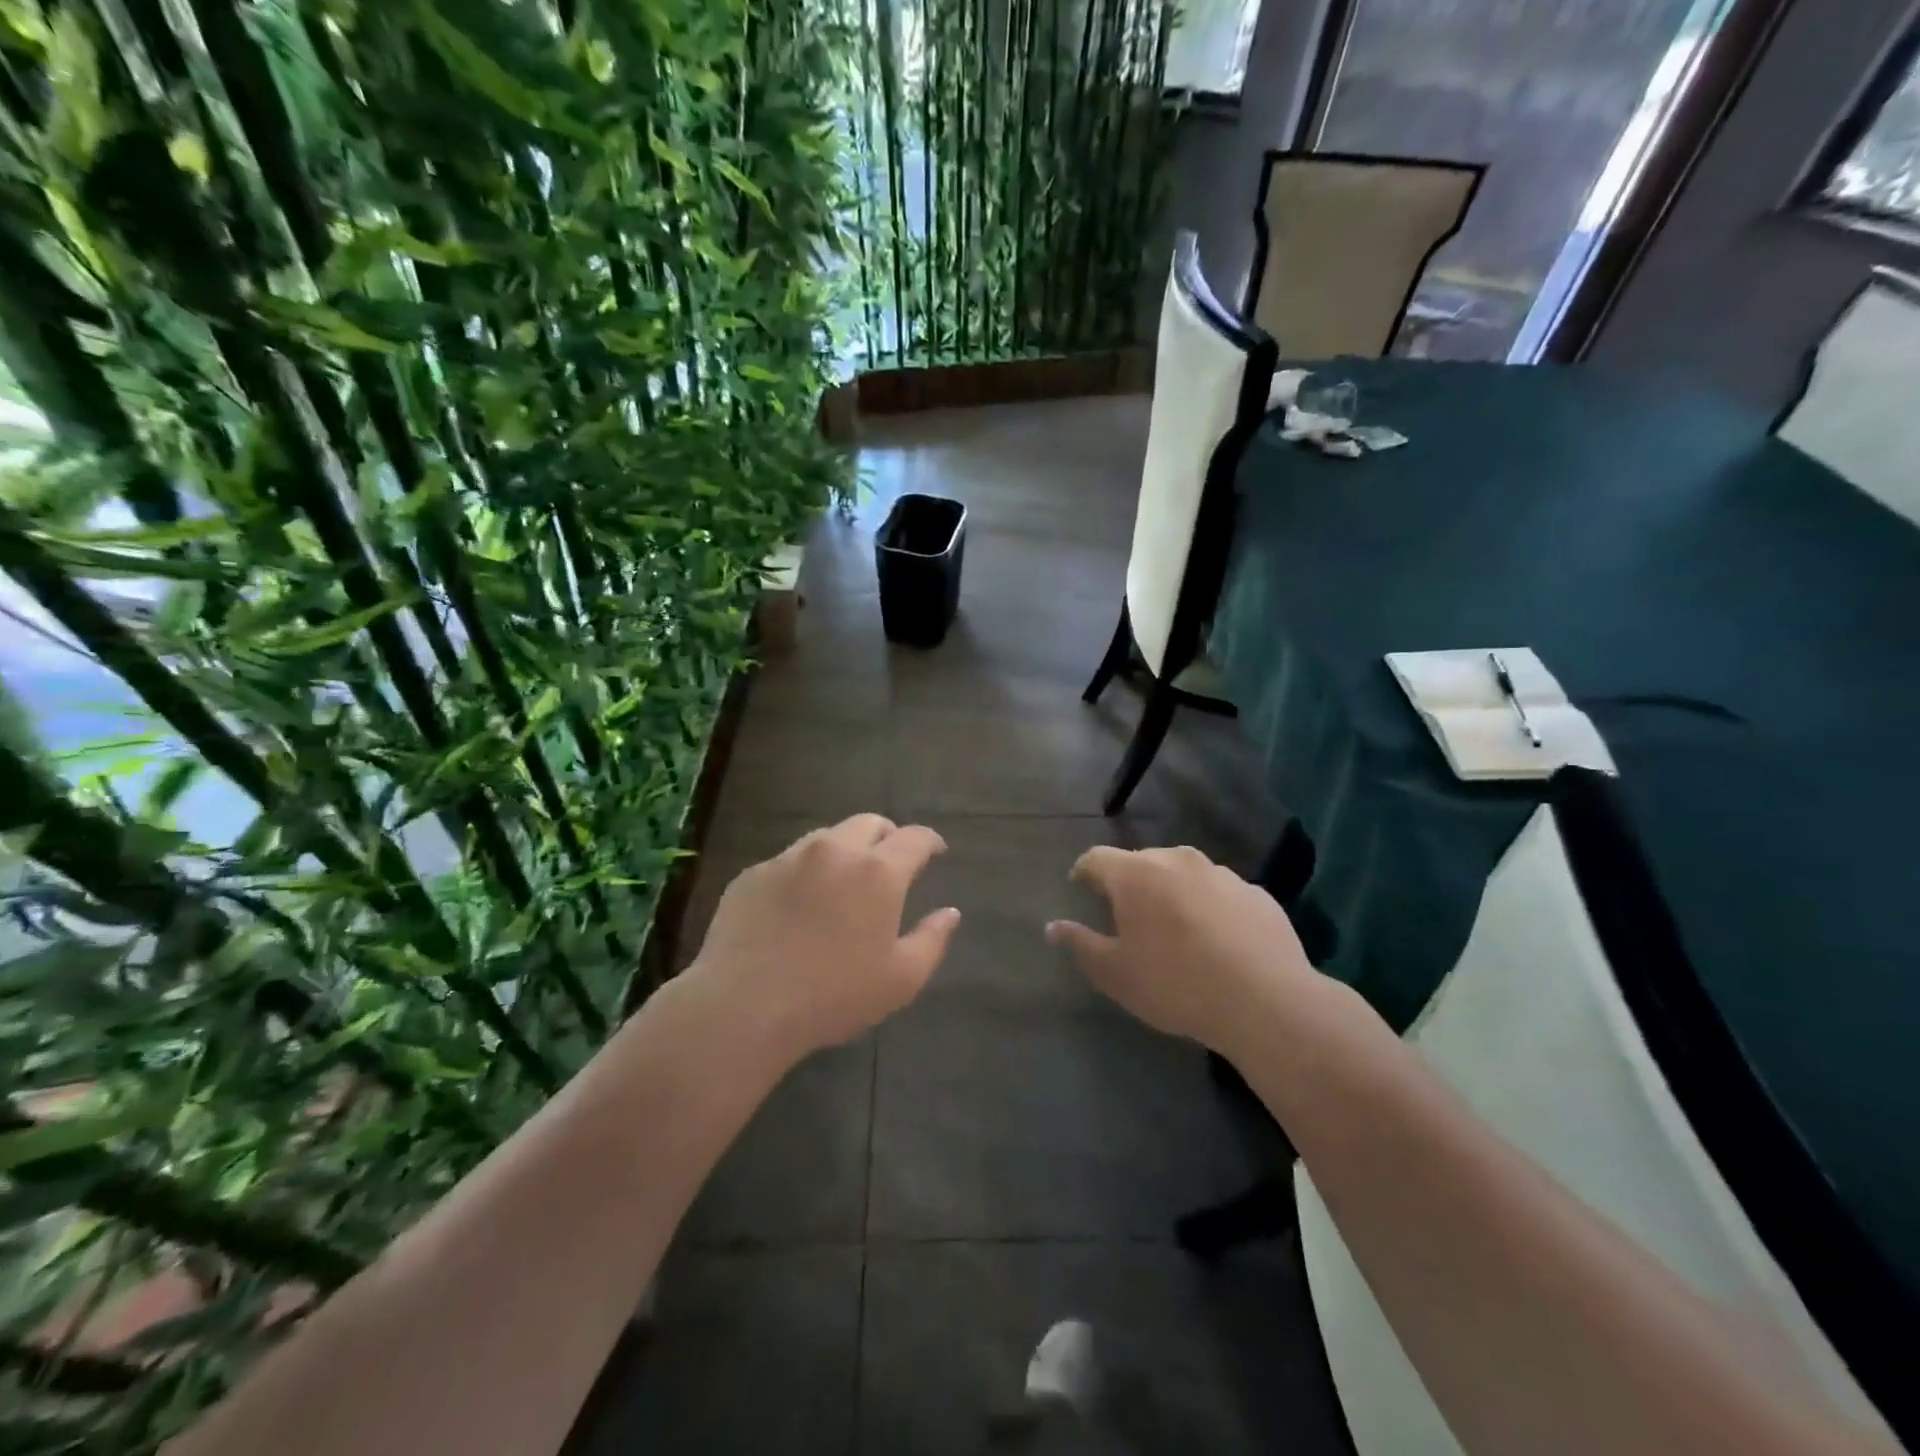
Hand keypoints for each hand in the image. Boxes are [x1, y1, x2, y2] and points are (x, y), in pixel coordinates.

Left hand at [689, 814, 960, 1062]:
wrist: (743, 1006)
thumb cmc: (833, 996)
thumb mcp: (901, 980)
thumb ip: (932, 940)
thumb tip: (950, 912)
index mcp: (878, 872)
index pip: (914, 838)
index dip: (930, 841)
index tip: (936, 851)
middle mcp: (834, 851)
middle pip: (869, 823)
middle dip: (887, 836)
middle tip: (890, 863)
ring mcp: (789, 858)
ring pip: (826, 837)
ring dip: (844, 850)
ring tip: (842, 883)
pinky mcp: (753, 874)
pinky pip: (789, 861)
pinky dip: (805, 872)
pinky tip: (798, 906)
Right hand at [1046, 845, 1313, 1055]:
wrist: (1266, 1002)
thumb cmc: (1175, 984)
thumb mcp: (1114, 973)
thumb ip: (1080, 944)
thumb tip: (1054, 926)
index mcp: (1136, 873)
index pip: (1096, 858)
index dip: (1084, 872)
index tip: (1080, 888)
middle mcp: (1177, 860)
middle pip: (1142, 863)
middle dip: (1129, 884)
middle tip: (1127, 917)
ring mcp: (1222, 874)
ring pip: (1184, 875)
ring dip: (1172, 893)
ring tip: (1175, 930)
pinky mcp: (1257, 894)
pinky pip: (1220, 894)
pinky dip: (1210, 908)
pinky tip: (1218, 942)